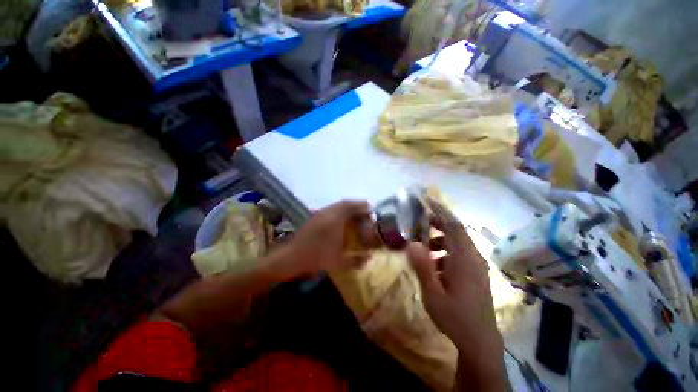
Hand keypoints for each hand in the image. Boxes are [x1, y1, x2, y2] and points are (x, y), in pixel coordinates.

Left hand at [277, 200, 377, 275]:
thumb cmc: (316, 257)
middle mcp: (328, 212)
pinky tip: (341, 220)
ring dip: (348, 207)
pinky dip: (339, 210)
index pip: (352, 206)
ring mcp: (320, 213)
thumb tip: (369, 258)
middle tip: (365, 211)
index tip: (371, 210)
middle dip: (357, 205)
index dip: (363, 207)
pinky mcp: (314, 217)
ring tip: (355, 214)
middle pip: (345, 203)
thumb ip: (356, 260)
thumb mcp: (338, 261)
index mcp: (335, 219)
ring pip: (337, 205)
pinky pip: (331, 208)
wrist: (291, 257)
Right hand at [406, 199, 504, 386]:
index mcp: (464, 259)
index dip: (441, 210)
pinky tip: (434, 264)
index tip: (427, 200)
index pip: (453, 225)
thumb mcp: (433, 293)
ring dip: (439, 239)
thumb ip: (422, 267)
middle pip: (456, 230)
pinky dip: (445, 252)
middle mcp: (473, 258)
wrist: (480, 342)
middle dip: (437, 222)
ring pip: (457, 242)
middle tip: (419, 222)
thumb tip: (411, 243)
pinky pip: (459, 254)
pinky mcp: (475, 274)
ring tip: (423, 246)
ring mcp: (476, 266)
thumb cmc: (455, 317)